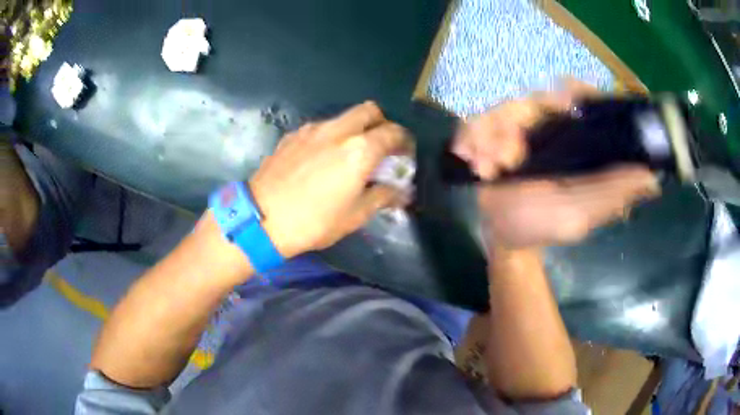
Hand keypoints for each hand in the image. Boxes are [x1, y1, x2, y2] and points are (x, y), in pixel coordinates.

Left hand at [250, 101, 410, 257]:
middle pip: (369, 111)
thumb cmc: (313, 222)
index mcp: (359, 150)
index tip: (405, 154)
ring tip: (349, 154)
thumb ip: (382, 197)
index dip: (404, 141)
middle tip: (381, 146)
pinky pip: (320, 127)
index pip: (393, 132)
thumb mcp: (354, 216)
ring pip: (343, 117)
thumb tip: (401, 192)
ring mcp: (312, 130)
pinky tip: (321, 158)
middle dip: (381, 124)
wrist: (260, 219)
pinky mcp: (292, 135)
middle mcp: (338, 131)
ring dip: (355, 128)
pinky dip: (330, 136)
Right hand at [453, 82, 659, 248]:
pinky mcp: (491, 134)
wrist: (505, 237)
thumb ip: (611, 194)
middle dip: (516, 121)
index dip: (575, 91)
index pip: (580, 100)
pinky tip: (471, 161)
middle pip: (533, 99)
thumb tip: (653, 178)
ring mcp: (518, 129)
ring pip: (502, 109)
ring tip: (485, 169)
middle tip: (508, 154)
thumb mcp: (582, 213)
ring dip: (489, 135)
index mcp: (574, 141)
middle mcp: (548, 127)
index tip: (564, 96)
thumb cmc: (545, 225)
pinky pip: (476, 123)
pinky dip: (470, 138)